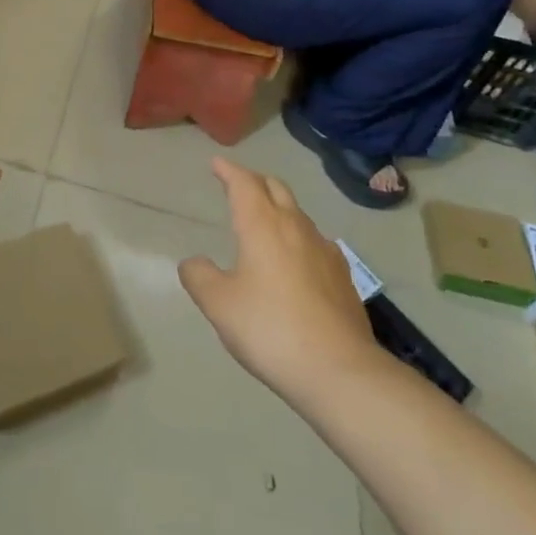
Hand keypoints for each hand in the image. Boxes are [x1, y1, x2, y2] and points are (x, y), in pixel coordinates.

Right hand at [179, 159, 386, 403]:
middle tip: (238, 184)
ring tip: (265, 220)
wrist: (340, 371)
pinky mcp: (343, 276)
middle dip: (255, 181)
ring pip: (298, 213)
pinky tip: (297, 256)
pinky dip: (298, 235)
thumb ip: (199, 277)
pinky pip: (315, 240)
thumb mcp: (219, 305)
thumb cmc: (270, 329)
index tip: (217, 163)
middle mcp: (294, 226)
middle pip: (275, 188)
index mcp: (262, 224)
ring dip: (278, 206)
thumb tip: (193, 263)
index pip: (244, 183)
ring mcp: (324, 250)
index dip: (229, 170)